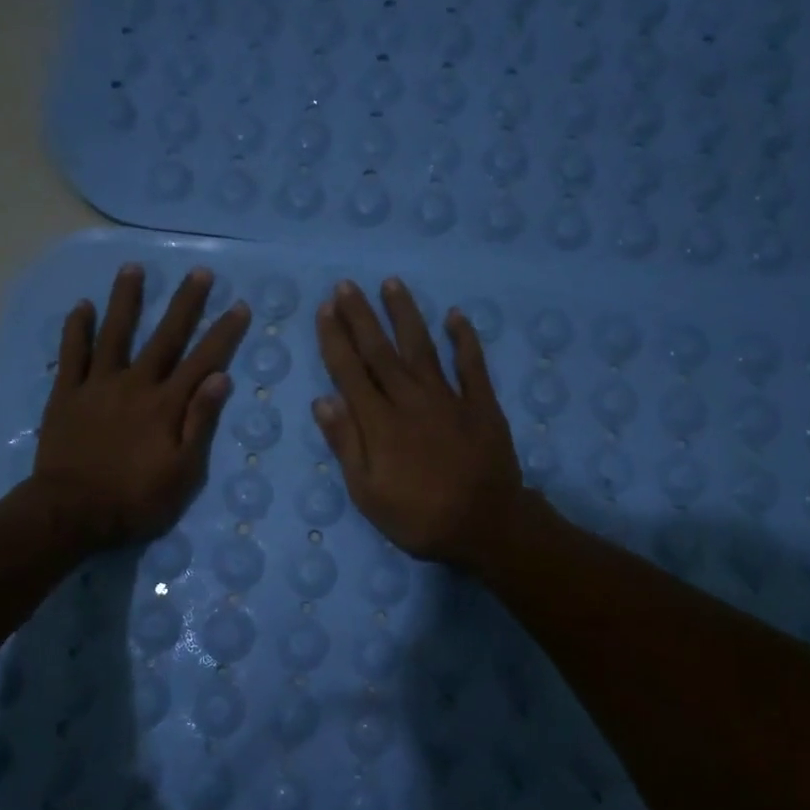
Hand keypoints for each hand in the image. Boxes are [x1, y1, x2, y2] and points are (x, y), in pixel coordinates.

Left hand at [34, 265, 249, 548]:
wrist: (71, 512)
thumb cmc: (135, 500)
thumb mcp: (183, 473)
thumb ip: (199, 423)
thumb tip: (220, 378)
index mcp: (166, 405)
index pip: (203, 361)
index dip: (223, 334)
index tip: (239, 306)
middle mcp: (135, 384)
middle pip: (164, 337)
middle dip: (185, 304)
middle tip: (199, 273)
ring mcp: (97, 385)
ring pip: (115, 334)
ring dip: (126, 300)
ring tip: (134, 268)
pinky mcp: (65, 394)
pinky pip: (71, 354)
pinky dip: (77, 329)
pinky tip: (82, 306)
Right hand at [313, 277, 526, 569]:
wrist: (486, 525)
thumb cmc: (419, 517)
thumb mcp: (368, 493)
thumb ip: (347, 444)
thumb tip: (323, 400)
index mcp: (380, 423)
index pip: (350, 372)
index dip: (335, 339)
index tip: (325, 310)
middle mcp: (410, 400)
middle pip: (381, 351)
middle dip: (361, 317)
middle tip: (347, 285)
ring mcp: (449, 399)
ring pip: (422, 347)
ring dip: (405, 315)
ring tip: (392, 284)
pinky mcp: (481, 405)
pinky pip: (472, 365)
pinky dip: (464, 339)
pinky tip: (456, 316)